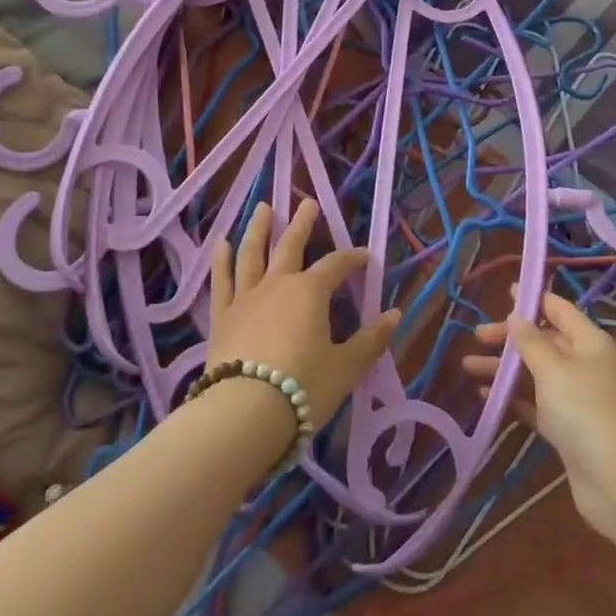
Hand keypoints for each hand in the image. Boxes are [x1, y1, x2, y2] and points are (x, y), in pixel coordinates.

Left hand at [207, 200, 400, 432]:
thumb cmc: (303, 389)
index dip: (353, 258)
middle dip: (302, 223)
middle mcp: (277, 284)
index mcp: (310, 292)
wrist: (244, 413)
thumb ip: (371, 340)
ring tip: (263, 208)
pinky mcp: (222, 316)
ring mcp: (246, 297)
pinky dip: (221, 260)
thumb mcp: (345, 368)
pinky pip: (221, 280)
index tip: (365, 257)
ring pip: (252, 253)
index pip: (336, 265)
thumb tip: (394, 314)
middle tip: (307, 202)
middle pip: (291, 245)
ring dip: (259, 228)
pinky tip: (221, 243)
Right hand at [462, 293, 615, 544]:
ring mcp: (578, 399)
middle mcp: (585, 365)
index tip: (504, 294)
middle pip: (544, 342)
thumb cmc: (585, 411)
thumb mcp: (554, 369)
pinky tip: (485, 397)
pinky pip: (536, 404)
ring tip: (467, 368)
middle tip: (477, 337)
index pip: (559, 310)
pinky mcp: (568, 429)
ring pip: (536, 374)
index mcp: (589, 342)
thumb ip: (531, 342)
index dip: (532, 301)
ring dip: (505, 370)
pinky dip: (513, 398)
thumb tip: (517, 316)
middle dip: (510, 339)